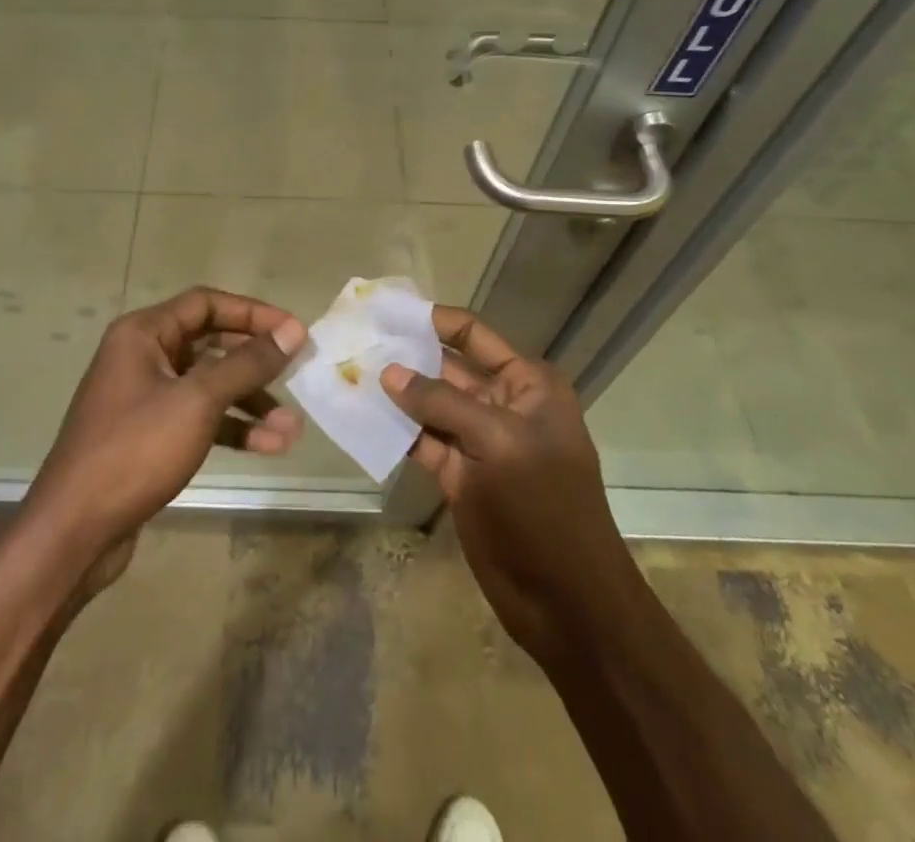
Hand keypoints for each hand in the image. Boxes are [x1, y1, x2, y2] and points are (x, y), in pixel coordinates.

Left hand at [25, 287, 307, 571]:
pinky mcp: (150, 435)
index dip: (252, 313)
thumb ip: (246, 364)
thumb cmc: (135, 450)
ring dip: (250, 403)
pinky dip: (231, 428)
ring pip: (208, 386)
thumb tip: (293, 330)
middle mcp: (142, 356)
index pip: (206, 304)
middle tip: (297, 374)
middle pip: (210, 344)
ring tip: (292, 429)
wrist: (74, 531)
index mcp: (143, 333)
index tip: (293, 331)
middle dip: (255, 363)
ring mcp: (145, 397)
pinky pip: (199, 418)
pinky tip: (268, 447)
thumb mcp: (197, 401)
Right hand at [382, 307, 631, 664]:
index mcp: (528, 384)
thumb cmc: (542, 508)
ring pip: (430, 406)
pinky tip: (362, 417)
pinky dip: (397, 430)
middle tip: (356, 341)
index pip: (473, 336)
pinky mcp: (460, 474)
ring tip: (349, 373)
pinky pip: (423, 441)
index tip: (387, 311)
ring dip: (396, 393)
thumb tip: (388, 371)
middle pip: (447, 368)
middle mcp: (503, 404)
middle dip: (406, 356)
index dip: (433, 321)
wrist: (566, 603)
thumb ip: (440, 403)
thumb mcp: (497, 442)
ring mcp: (480, 441)